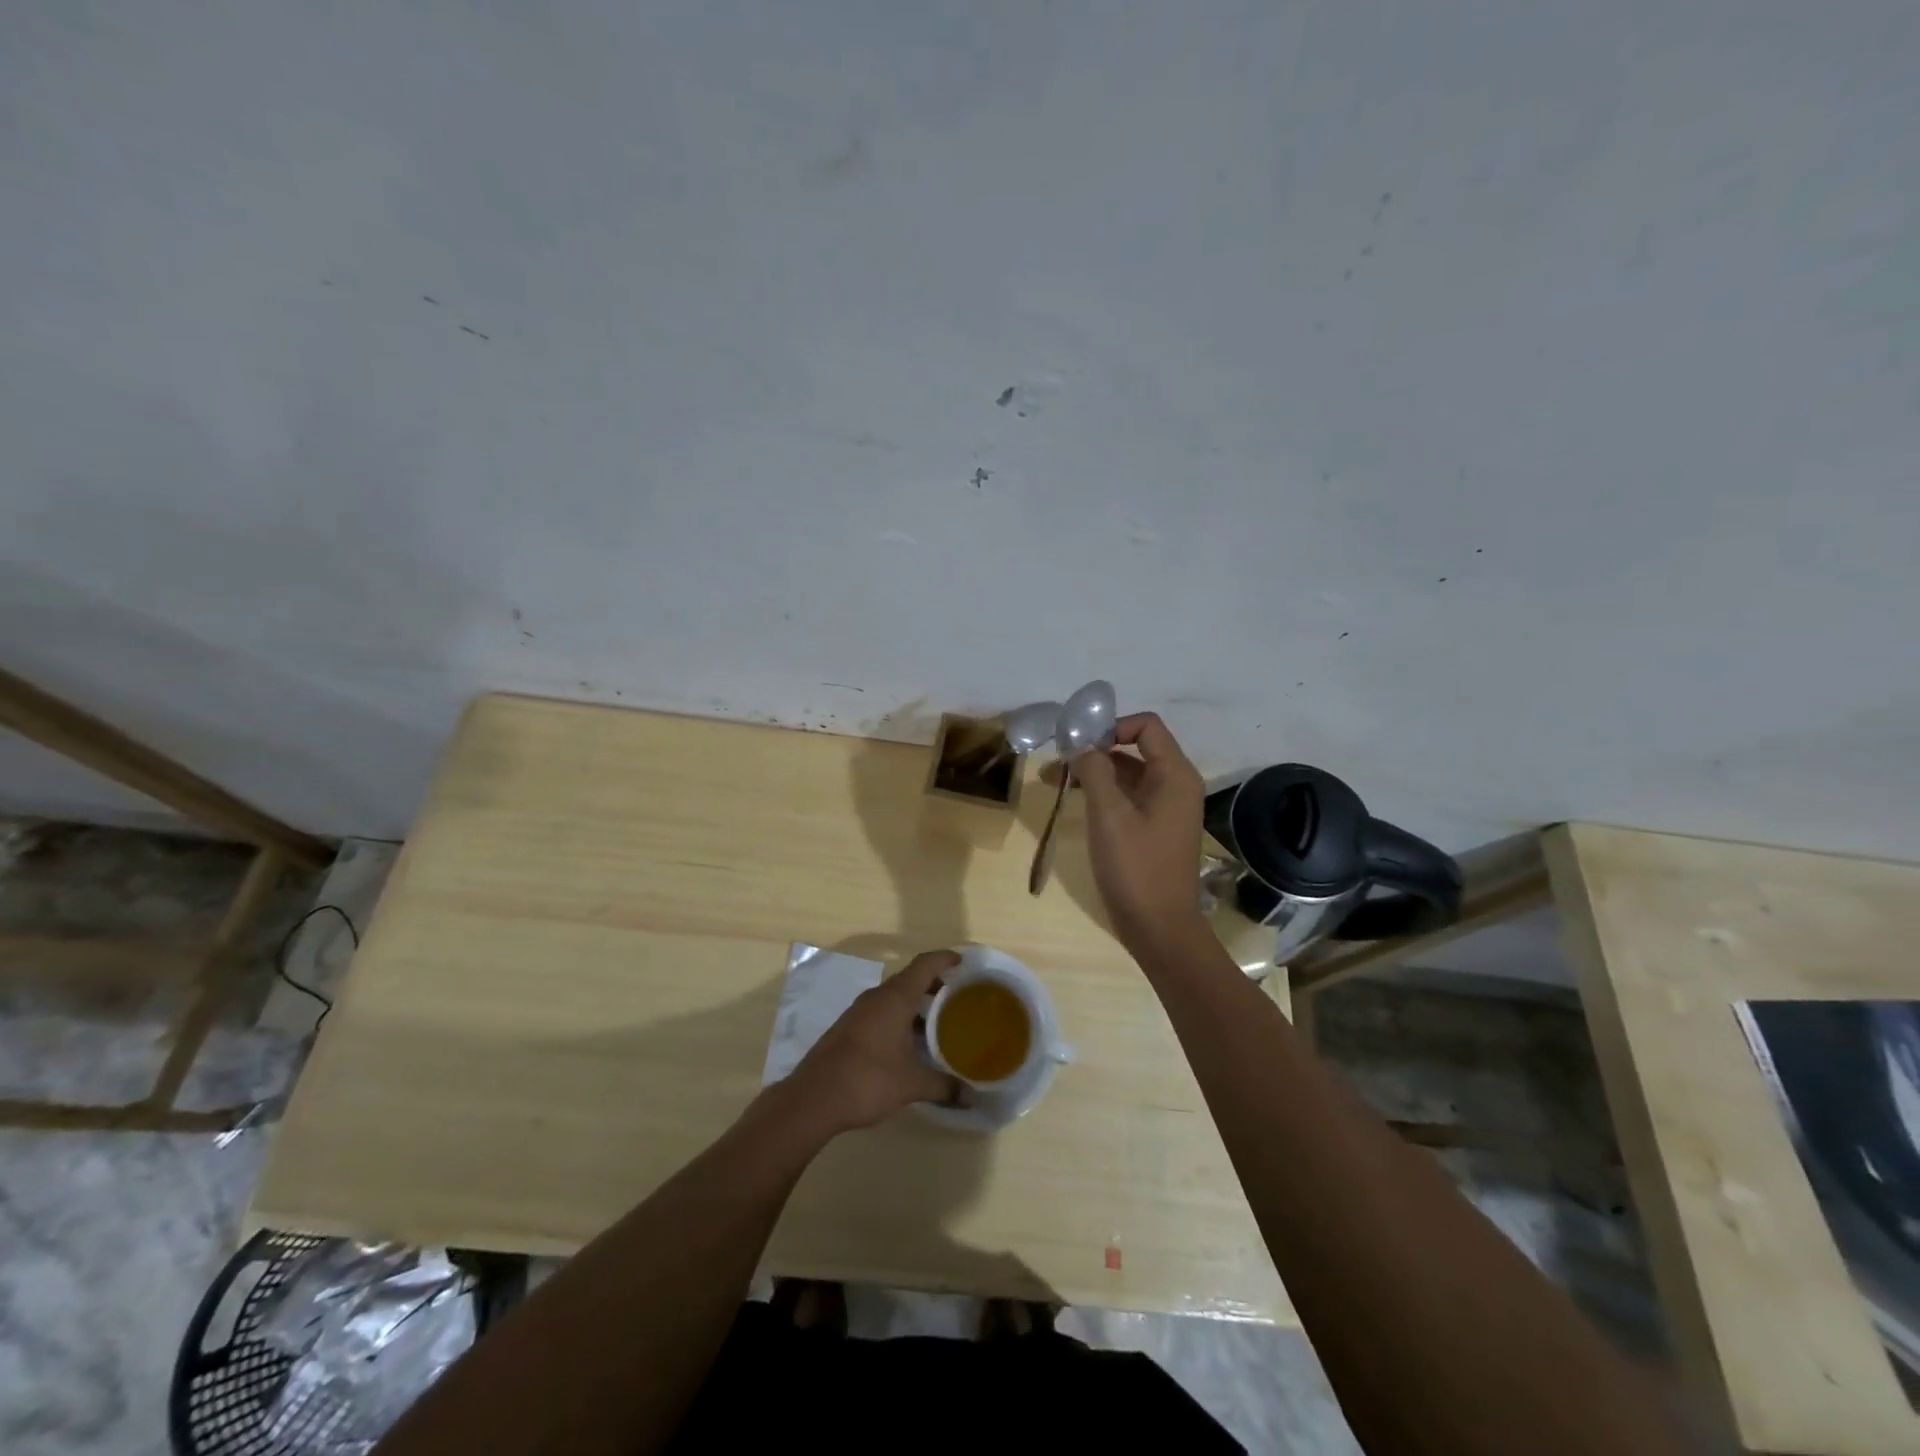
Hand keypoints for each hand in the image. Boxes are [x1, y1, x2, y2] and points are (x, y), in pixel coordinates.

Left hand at [782, 950, 966, 1135]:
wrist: (814, 1098)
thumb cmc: (868, 1079)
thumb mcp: (912, 1084)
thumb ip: (944, 1087)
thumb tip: (972, 1097)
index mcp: (895, 998)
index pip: (924, 964)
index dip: (945, 958)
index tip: (964, 962)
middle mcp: (877, 997)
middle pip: (910, 979)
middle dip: (935, 984)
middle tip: (958, 997)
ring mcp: (860, 1011)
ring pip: (894, 997)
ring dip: (916, 1003)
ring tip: (939, 1023)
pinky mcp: (849, 1028)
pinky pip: (882, 1012)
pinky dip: (900, 1018)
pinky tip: (910, 1043)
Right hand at [1071, 712, 1207, 954]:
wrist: (1158, 928)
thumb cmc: (1136, 868)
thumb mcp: (1109, 815)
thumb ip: (1094, 771)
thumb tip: (1080, 744)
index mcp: (1174, 775)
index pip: (1146, 726)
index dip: (1112, 726)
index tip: (1079, 743)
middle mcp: (1174, 785)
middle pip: (1134, 748)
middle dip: (1094, 749)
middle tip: (1057, 760)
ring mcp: (1164, 808)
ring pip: (1126, 774)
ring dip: (1092, 771)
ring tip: (1052, 778)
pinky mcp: (1152, 828)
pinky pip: (1126, 797)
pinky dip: (1100, 792)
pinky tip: (1072, 798)